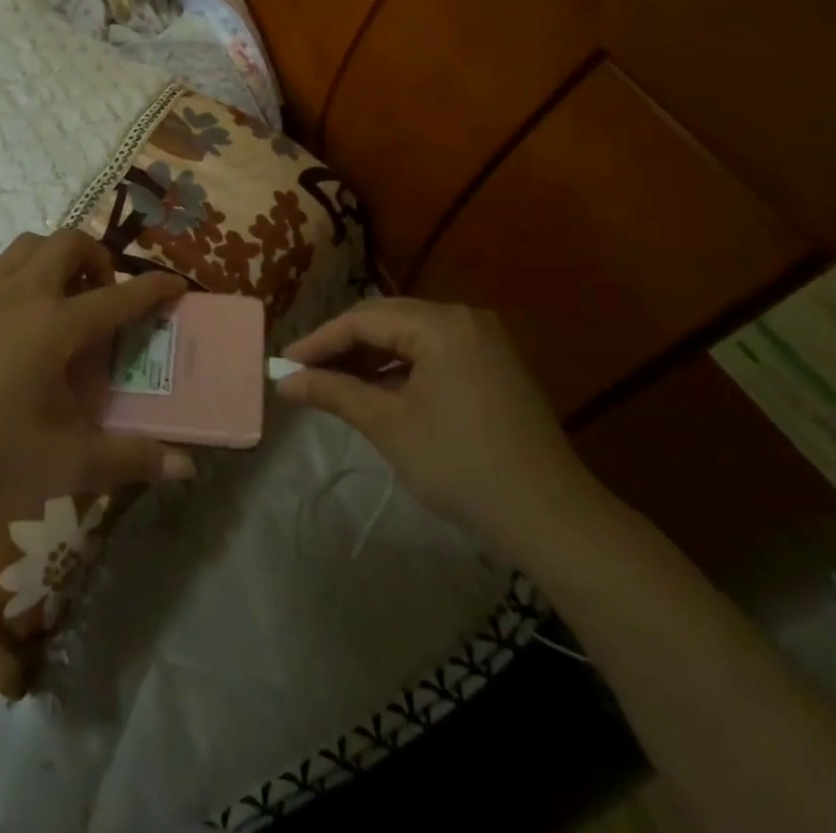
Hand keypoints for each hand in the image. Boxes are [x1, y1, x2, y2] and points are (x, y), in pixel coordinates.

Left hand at [0, 230, 194, 506]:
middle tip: (103, 290)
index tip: (176, 284)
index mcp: (57, 326)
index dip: (154, 288)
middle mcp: (24, 295)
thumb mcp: (70, 462)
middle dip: (96, 256)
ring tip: (60, 288)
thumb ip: (131, 460)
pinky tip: (4, 292)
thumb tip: (187, 468)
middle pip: (69, 243)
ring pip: (26, 245)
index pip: (119, 297)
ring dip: (52, 255)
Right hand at [277, 299, 614, 556]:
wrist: (551, 518)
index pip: (363, 319)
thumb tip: (283, 380)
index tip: (283, 364)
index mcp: (441, 323)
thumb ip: (333, 393)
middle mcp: (463, 317)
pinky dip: (400, 367)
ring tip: (332, 382)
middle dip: (342, 345)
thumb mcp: (389, 426)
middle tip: (303, 371)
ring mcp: (483, 339)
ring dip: (370, 356)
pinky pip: (432, 351)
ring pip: (409, 335)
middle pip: (386, 319)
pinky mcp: (492, 364)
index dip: (319, 341)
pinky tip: (376, 389)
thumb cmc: (462, 466)